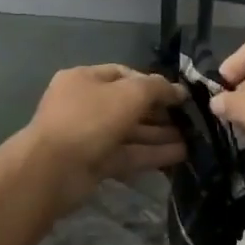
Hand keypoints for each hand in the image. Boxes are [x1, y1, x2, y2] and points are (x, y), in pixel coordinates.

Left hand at [24, 64, 185, 209]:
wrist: (53, 170)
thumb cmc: (90, 119)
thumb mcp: (130, 94)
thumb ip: (158, 88)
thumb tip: (179, 90)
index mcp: (84, 79)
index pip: (124, 74)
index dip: (153, 83)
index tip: (178, 95)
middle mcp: (85, 105)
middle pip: (128, 105)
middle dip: (159, 112)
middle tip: (189, 120)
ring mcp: (88, 136)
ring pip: (130, 132)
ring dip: (159, 135)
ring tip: (192, 139)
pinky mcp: (94, 163)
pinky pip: (128, 154)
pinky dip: (152, 153)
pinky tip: (180, 155)